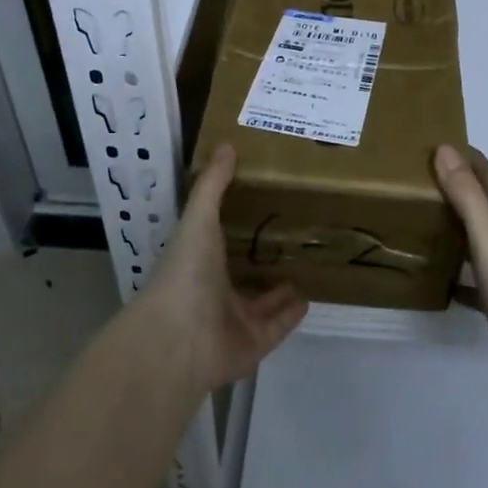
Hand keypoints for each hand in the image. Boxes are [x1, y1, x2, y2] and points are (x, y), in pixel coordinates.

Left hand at [143, 144, 307, 395]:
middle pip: (242, 275)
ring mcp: (234, 322)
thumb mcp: (199, 219)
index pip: (218, 244)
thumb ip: (213, 184)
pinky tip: (308, 297)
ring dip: (279, 289)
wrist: (179, 337)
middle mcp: (215, 293)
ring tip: (304, 267)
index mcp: (198, 262)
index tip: (259, 207)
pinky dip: (292, 314)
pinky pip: (278, 326)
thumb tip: (226, 144)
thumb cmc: (185, 271)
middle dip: (261, 261)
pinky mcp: (255, 344)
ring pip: (261, 304)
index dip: (234, 228)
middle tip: (289, 239)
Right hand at [434, 145, 487, 389]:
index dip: (470, 158)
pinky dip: (459, 274)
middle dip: (461, 187)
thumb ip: (466, 193)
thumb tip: (445, 148)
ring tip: (426, 223)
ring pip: (481, 238)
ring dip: (459, 227)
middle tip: (425, 181)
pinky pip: (475, 279)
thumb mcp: (486, 232)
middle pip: (486, 204)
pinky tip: (441, 281)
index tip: (442, 144)